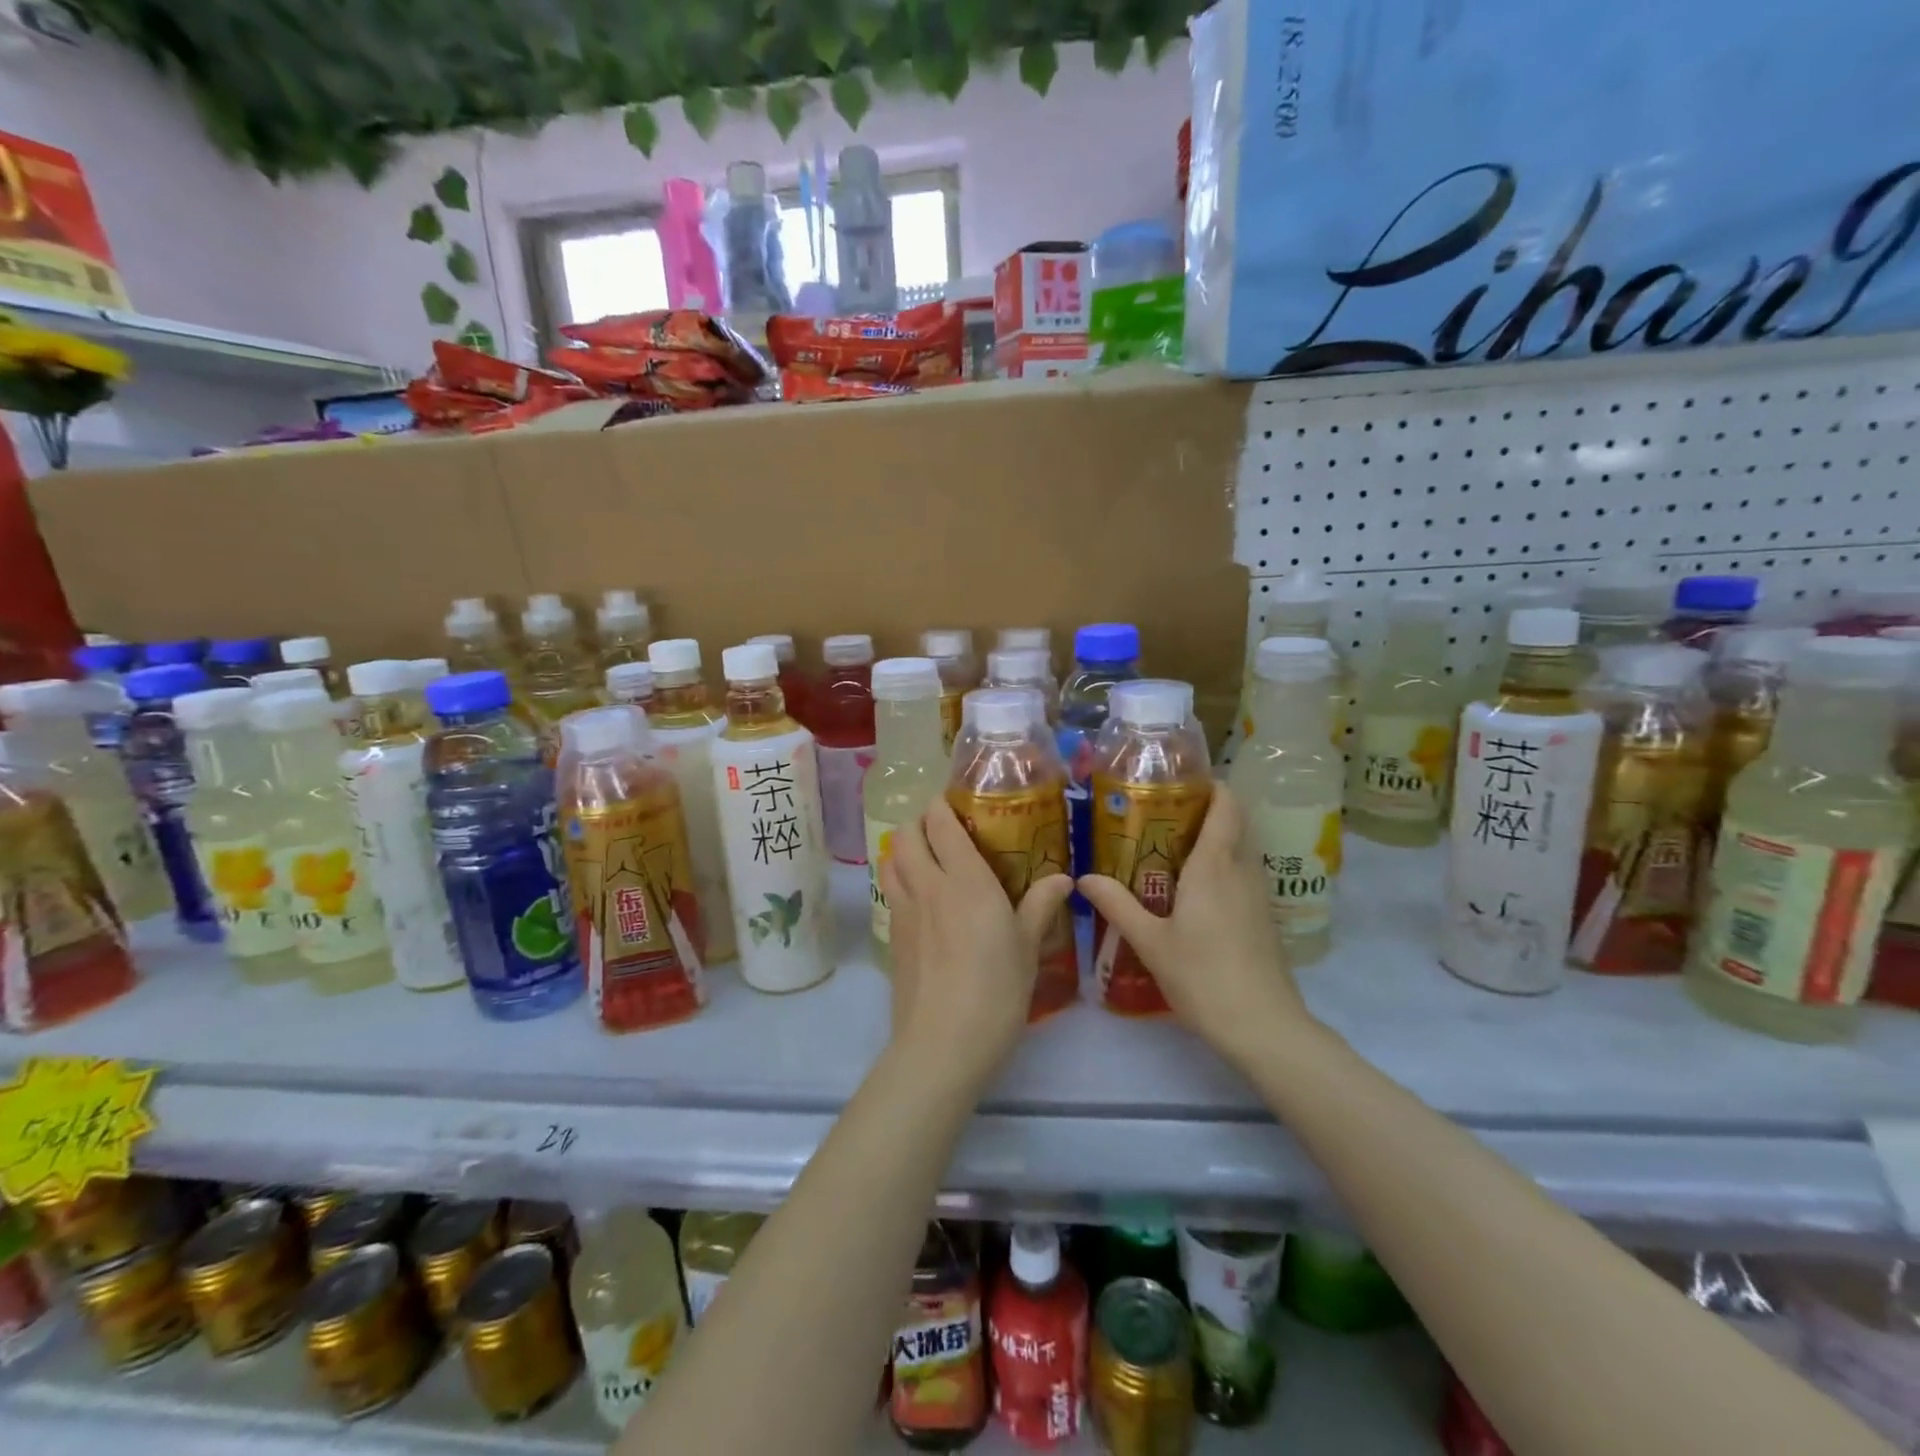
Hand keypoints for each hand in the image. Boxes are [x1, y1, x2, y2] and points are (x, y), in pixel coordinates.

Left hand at [878, 796, 1073, 1087]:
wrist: (942, 1043)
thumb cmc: (996, 989)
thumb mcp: (1028, 947)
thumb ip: (1040, 905)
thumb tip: (1063, 878)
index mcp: (964, 879)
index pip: (940, 823)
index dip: (942, 805)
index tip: (956, 801)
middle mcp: (927, 885)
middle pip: (905, 834)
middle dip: (919, 822)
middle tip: (942, 829)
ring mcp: (903, 911)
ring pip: (890, 860)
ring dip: (903, 849)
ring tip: (927, 859)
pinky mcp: (891, 937)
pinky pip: (890, 892)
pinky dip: (899, 880)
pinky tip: (921, 900)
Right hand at [1077, 784, 1313, 1069]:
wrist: (1264, 1027)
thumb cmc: (1203, 976)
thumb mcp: (1151, 941)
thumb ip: (1117, 905)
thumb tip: (1084, 877)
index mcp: (1214, 865)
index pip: (1227, 805)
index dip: (1212, 784)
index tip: (1181, 779)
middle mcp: (1242, 870)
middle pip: (1235, 822)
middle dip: (1205, 809)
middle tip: (1162, 812)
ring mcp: (1259, 895)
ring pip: (1241, 849)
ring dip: (1214, 838)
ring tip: (1170, 846)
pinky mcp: (1264, 917)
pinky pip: (1243, 874)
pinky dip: (1222, 865)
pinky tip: (1192, 889)